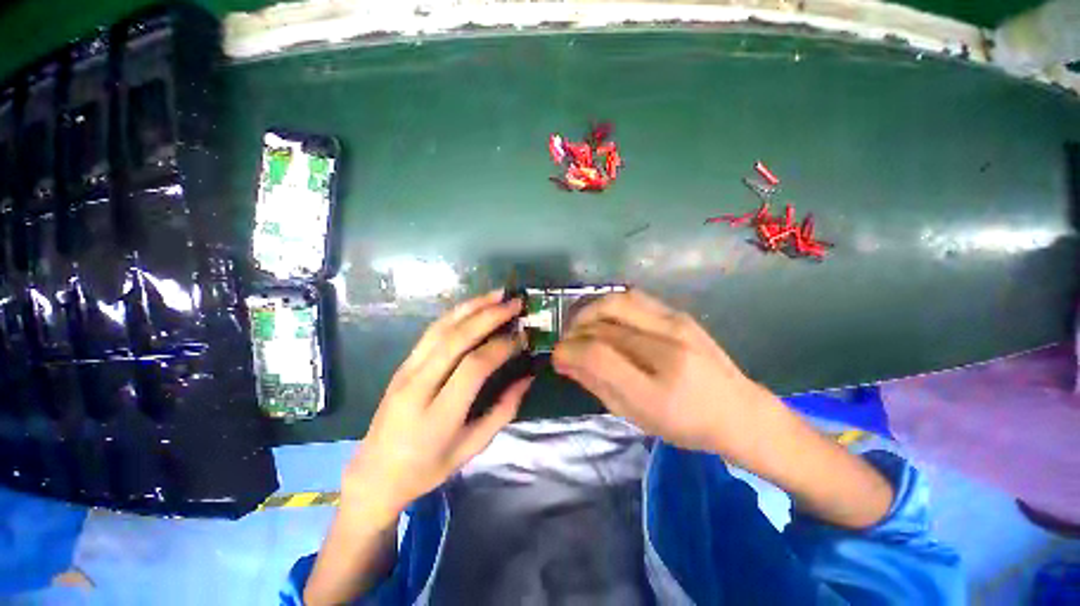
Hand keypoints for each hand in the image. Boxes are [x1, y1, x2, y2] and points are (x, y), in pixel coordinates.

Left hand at [342, 290, 531, 522]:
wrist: (375, 474)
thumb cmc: (428, 468)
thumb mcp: (472, 447)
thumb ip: (504, 411)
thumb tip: (527, 377)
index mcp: (438, 415)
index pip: (474, 367)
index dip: (502, 346)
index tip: (523, 336)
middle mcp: (418, 386)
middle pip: (456, 339)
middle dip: (489, 315)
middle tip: (515, 303)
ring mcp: (406, 371)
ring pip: (441, 328)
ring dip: (472, 307)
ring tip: (498, 295)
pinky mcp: (402, 364)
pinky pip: (431, 331)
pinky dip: (455, 314)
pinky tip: (473, 306)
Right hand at [552, 290, 773, 459]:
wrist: (740, 412)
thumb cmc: (686, 425)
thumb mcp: (636, 417)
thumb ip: (597, 385)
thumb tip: (566, 361)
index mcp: (657, 389)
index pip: (597, 355)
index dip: (568, 352)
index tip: (558, 357)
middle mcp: (667, 348)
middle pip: (603, 323)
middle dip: (575, 331)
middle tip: (567, 343)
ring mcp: (676, 325)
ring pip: (617, 300)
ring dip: (590, 310)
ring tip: (581, 326)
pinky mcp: (679, 313)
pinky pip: (633, 297)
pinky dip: (610, 304)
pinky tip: (605, 318)